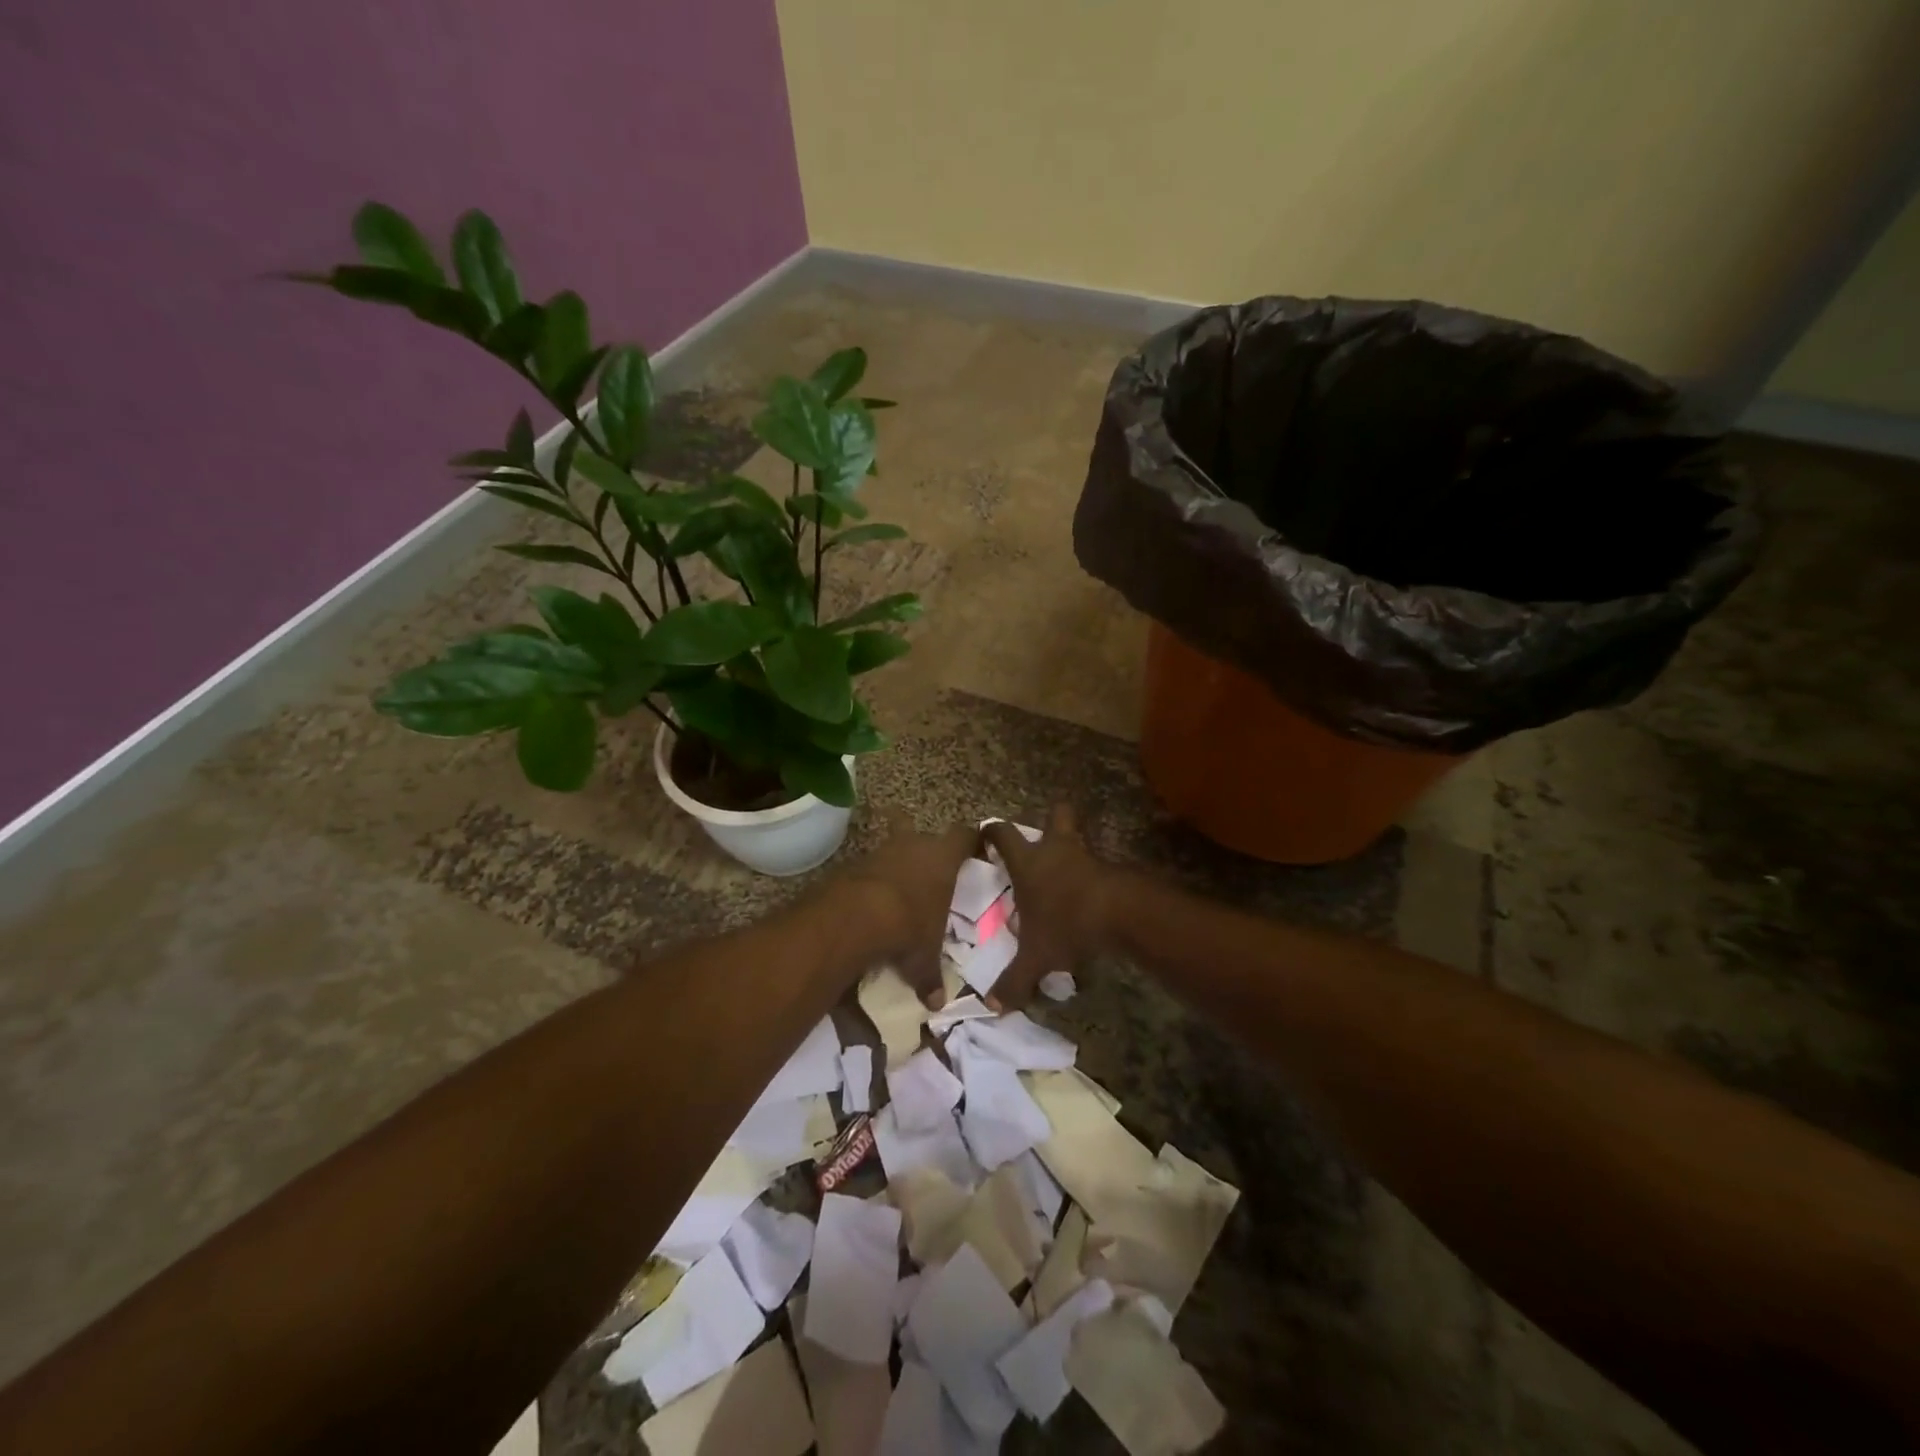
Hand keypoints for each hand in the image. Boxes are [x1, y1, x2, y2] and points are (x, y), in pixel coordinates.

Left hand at [837, 813, 977, 1005]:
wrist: (855, 916)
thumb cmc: (908, 927)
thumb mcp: (924, 957)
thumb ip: (931, 976)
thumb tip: (936, 1004)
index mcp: (943, 858)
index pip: (965, 836)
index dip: (970, 842)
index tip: (974, 851)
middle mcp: (915, 844)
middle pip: (927, 838)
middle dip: (929, 856)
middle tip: (934, 879)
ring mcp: (882, 850)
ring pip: (897, 850)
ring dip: (899, 867)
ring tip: (901, 893)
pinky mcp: (855, 862)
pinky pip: (871, 867)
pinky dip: (874, 881)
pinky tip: (872, 902)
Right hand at [981, 804, 1114, 1009]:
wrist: (1121, 913)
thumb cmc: (1066, 923)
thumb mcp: (1035, 958)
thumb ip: (1013, 980)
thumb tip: (991, 1006)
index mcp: (1028, 863)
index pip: (1003, 834)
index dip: (992, 831)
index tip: (985, 834)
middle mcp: (1055, 850)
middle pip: (1056, 814)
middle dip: (1050, 819)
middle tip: (1043, 837)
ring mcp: (1086, 856)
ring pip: (1079, 837)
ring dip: (1073, 849)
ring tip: (1067, 871)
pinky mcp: (1111, 868)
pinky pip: (1097, 864)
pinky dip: (1092, 874)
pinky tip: (1089, 894)